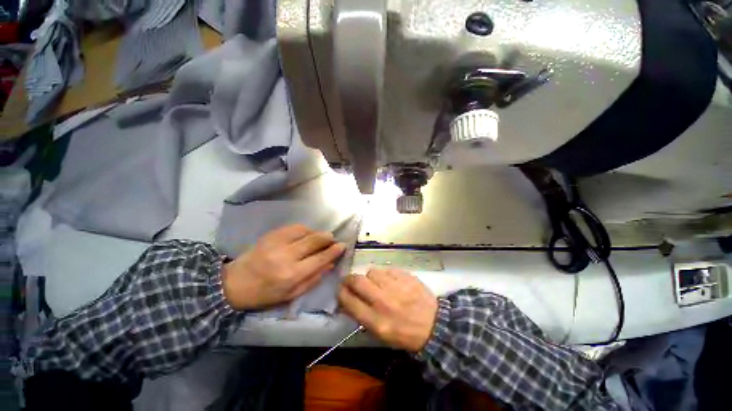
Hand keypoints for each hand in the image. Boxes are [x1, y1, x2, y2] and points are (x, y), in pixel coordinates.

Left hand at [222, 225, 345, 309]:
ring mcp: (277, 243)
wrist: (234, 284)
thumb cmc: (265, 294)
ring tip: (319, 238)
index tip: (343, 245)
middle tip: (333, 239)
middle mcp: (286, 256)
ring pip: (306, 231)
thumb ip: (314, 278)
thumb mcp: (292, 294)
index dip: (334, 250)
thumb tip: (331, 264)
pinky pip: (294, 227)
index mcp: (292, 275)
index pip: (320, 258)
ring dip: (317, 233)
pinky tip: (306, 234)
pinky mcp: (271, 235)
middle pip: (315, 240)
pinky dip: (305, 229)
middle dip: (328, 238)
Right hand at [338, 269, 437, 351]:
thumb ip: (362, 316)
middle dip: (349, 279)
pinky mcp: (406, 276)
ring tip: (376, 283)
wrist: (435, 326)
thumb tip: (346, 301)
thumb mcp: (381, 334)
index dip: (341, 293)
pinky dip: (385, 275)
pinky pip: (387, 269)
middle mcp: (383, 301)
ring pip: (372, 272)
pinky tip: (391, 281)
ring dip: (370, 277)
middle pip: (357, 281)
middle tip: (351, 280)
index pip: (349, 301)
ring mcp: (396, 286)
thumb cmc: (405, 334)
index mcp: (376, 320)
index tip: (340, 289)